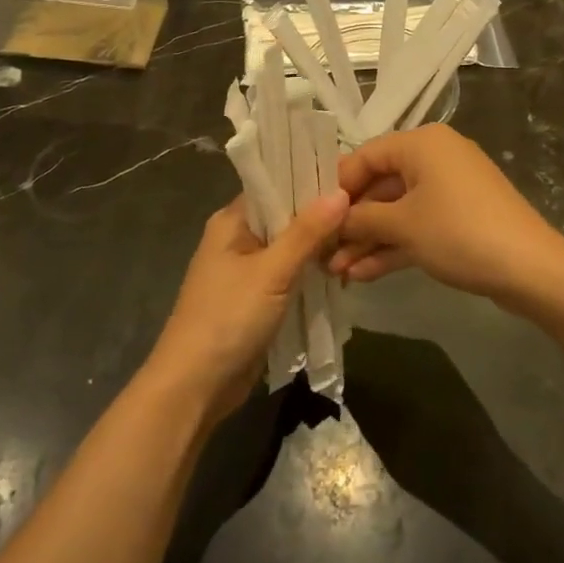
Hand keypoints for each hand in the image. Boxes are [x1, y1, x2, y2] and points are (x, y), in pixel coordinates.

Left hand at [144, 191, 349, 423]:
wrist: (195, 385)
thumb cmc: (228, 318)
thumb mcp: (271, 272)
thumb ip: (307, 233)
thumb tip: (341, 192)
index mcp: (232, 221)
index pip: (276, 186)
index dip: (311, 181)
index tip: (353, 177)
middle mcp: (238, 239)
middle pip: (286, 218)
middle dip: (322, 219)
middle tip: (367, 211)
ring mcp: (247, 272)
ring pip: (291, 250)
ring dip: (320, 250)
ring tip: (363, 240)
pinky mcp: (257, 300)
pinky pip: (290, 277)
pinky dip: (312, 275)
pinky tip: (343, 272)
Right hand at [330, 126, 563, 307]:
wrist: (530, 269)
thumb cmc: (459, 232)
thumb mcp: (402, 225)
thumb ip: (360, 219)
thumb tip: (330, 220)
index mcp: (421, 143)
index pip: (365, 156)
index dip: (336, 187)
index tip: (312, 217)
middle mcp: (435, 158)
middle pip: (380, 185)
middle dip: (351, 222)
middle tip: (321, 251)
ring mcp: (449, 190)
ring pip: (397, 210)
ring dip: (368, 239)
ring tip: (336, 271)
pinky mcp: (459, 218)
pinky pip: (417, 225)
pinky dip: (393, 246)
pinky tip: (363, 274)